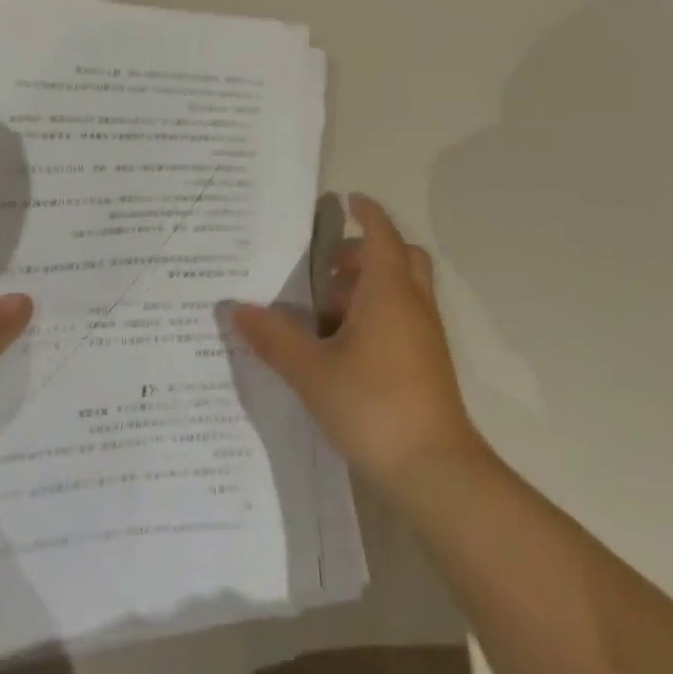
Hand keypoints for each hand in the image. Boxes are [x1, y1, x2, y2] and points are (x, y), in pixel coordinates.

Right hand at [232, 195, 484, 500]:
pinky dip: (379, 314)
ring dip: (369, 287)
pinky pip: (405, 317)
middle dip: (365, 252)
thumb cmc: (373, 406)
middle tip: (328, 267)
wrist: (436, 473)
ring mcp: (426, 336)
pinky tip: (345, 348)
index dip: (367, 212)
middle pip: (400, 257)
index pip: (382, 234)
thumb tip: (236, 309)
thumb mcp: (312, 371)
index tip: (347, 200)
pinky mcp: (429, 364)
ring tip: (326, 314)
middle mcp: (413, 304)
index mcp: (389, 291)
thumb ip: (274, 338)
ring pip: (403, 290)